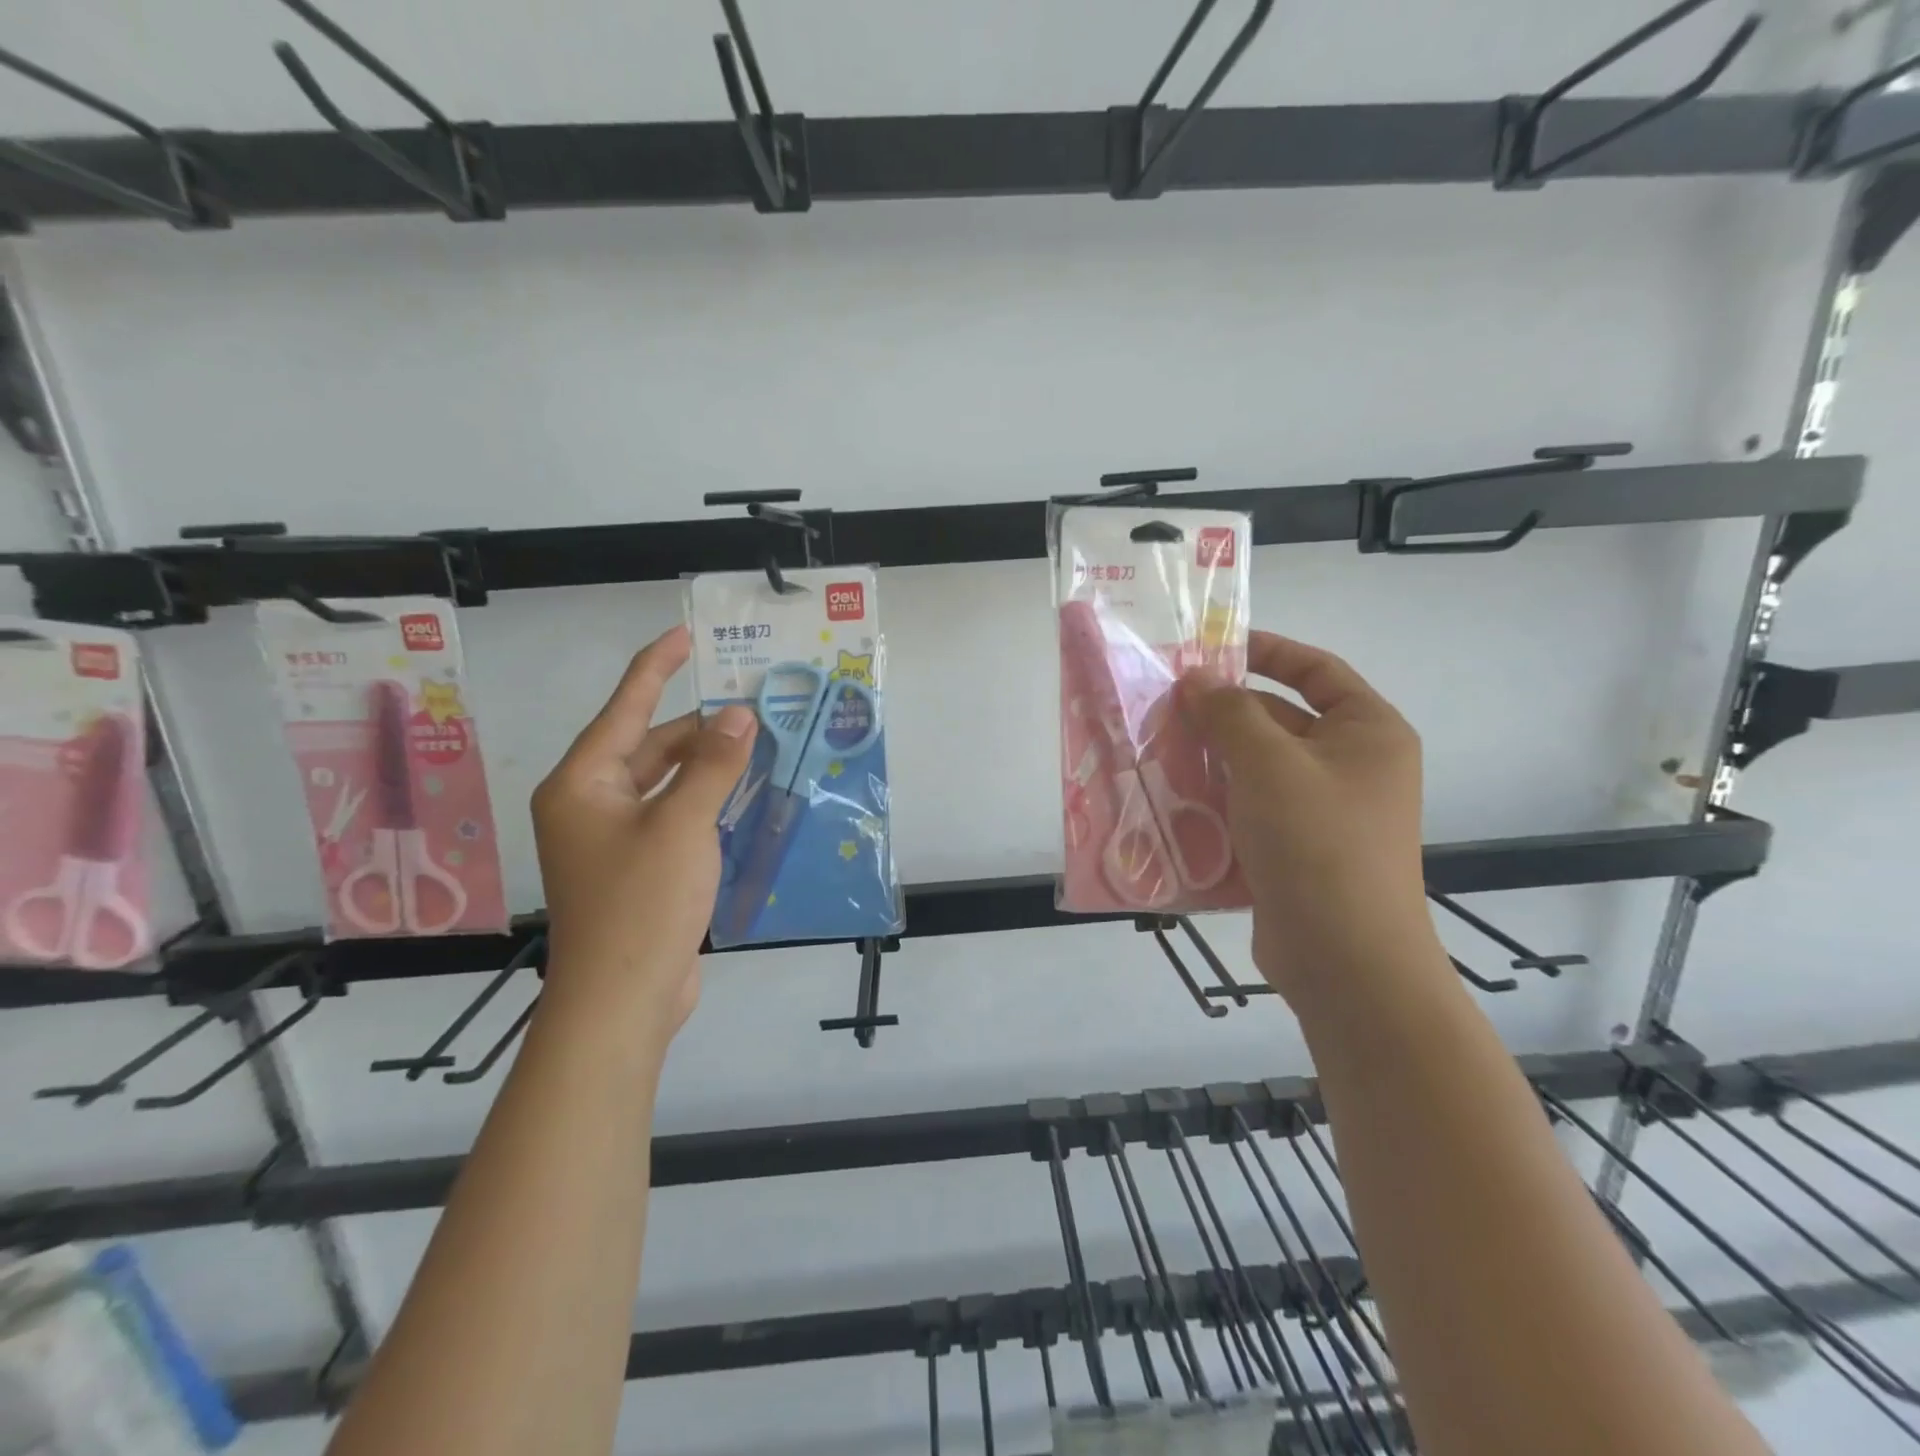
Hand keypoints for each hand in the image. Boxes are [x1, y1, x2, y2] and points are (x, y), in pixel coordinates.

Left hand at [531, 625, 755, 1048]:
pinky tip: (745, 795)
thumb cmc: (642, 902)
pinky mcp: (638, 867)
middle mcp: (591, 804)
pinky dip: (706, 802)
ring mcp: (613, 839)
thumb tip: (739, 715)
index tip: (685, 635)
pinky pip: (674, 816)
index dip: (655, 667)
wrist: (622, 1000)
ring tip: (758, 745)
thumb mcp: (683, 825)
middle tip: (754, 709)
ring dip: (708, 767)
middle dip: (700, 729)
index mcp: (583, 783)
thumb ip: (713, 766)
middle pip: (649, 747)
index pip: (624, 708)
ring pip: (666, 784)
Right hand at [1179, 631, 1439, 1004]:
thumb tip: (1196, 678)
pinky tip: (1172, 797)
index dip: (1267, 651)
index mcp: (1367, 732)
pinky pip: (1251, 807)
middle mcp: (1352, 766)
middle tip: (1163, 706)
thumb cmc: (1317, 843)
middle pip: (1280, 718)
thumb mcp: (1269, 765)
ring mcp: (1325, 811)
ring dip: (1212, 757)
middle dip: (1223, 712)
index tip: (1212, 648)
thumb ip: (1229, 713)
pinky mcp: (1297, 848)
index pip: (1317, 670)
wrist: (1344, 959)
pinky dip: (1216, 798)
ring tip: (1156, 747)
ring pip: (1258, 766)